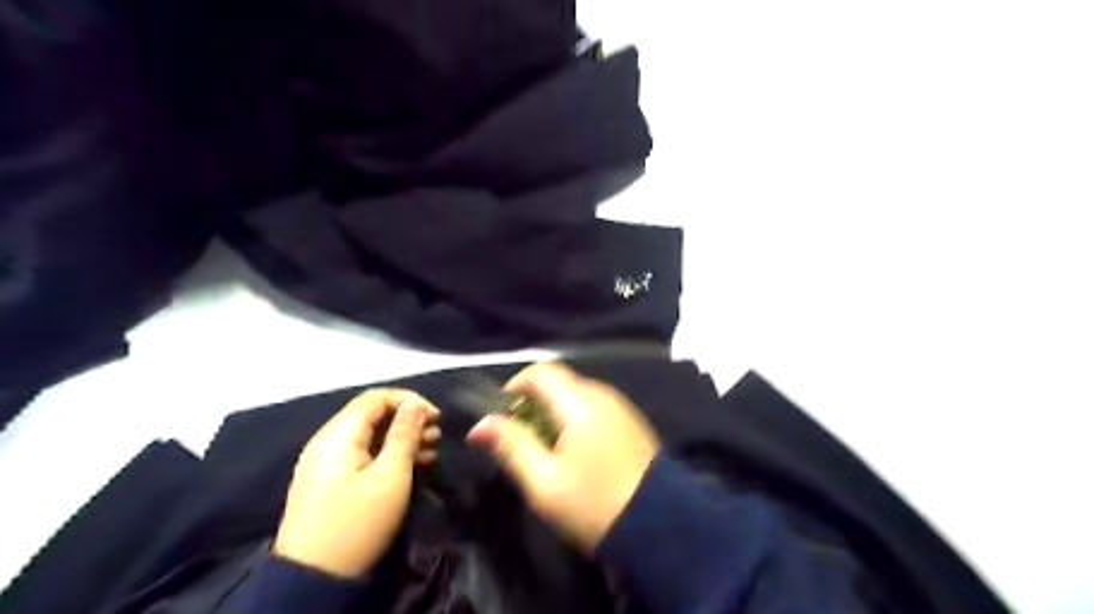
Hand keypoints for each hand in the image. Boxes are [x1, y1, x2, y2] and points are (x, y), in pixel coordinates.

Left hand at [270, 385, 438, 577]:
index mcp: (339, 435)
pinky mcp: (329, 482)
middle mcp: (328, 441)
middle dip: (408, 420)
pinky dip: (388, 455)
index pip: (376, 397)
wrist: (312, 581)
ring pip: (370, 436)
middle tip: (437, 436)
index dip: (409, 400)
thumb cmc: (358, 522)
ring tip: (432, 450)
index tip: (436, 417)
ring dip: (402, 438)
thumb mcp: (390, 476)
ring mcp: (326, 463)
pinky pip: (362, 455)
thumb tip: (416, 405)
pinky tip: (413, 466)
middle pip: (373, 415)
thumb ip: (404, 435)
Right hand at [463, 363, 656, 552]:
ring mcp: (621, 407)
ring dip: (554, 412)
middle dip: (533, 402)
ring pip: (577, 394)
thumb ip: (511, 447)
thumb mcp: (544, 483)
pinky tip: (574, 451)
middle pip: (559, 382)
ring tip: (545, 449)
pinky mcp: (631, 421)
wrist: (662, 528)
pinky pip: (595, 407)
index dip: (516, 385)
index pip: (541, 371)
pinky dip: (575, 418)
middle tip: (520, 438)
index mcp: (580, 403)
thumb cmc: (595, 505)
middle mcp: (602, 394)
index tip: (502, 415)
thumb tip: (479, 425)